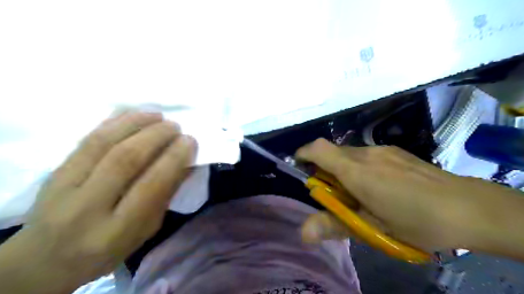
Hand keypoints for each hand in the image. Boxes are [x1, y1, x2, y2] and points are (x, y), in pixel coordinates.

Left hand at [0, 112, 196, 293]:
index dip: (174, 158)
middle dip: (156, 136)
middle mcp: (87, 209)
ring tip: (157, 116)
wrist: (47, 258)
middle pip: (125, 159)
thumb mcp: (145, 230)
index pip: (151, 186)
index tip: (190, 141)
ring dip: (135, 123)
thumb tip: (185, 161)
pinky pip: (86, 139)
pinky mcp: (52, 172)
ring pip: (103, 143)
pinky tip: (132, 114)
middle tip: (175, 126)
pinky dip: (113, 122)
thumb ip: (165, 195)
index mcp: (117, 231)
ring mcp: (63, 188)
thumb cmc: (108, 247)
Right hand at [296, 138, 523, 254]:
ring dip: (343, 169)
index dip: (304, 153)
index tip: (299, 166)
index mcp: (356, 171)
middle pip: (332, 152)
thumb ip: (335, 225)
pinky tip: (379, 186)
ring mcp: (382, 150)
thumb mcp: (372, 227)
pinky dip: (359, 166)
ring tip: (358, 194)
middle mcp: (366, 153)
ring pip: (349, 154)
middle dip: (324, 169)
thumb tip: (303, 232)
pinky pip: (366, 155)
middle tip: (333, 195)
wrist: (469, 207)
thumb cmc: (415, 219)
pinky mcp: (395, 151)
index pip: (319, 149)